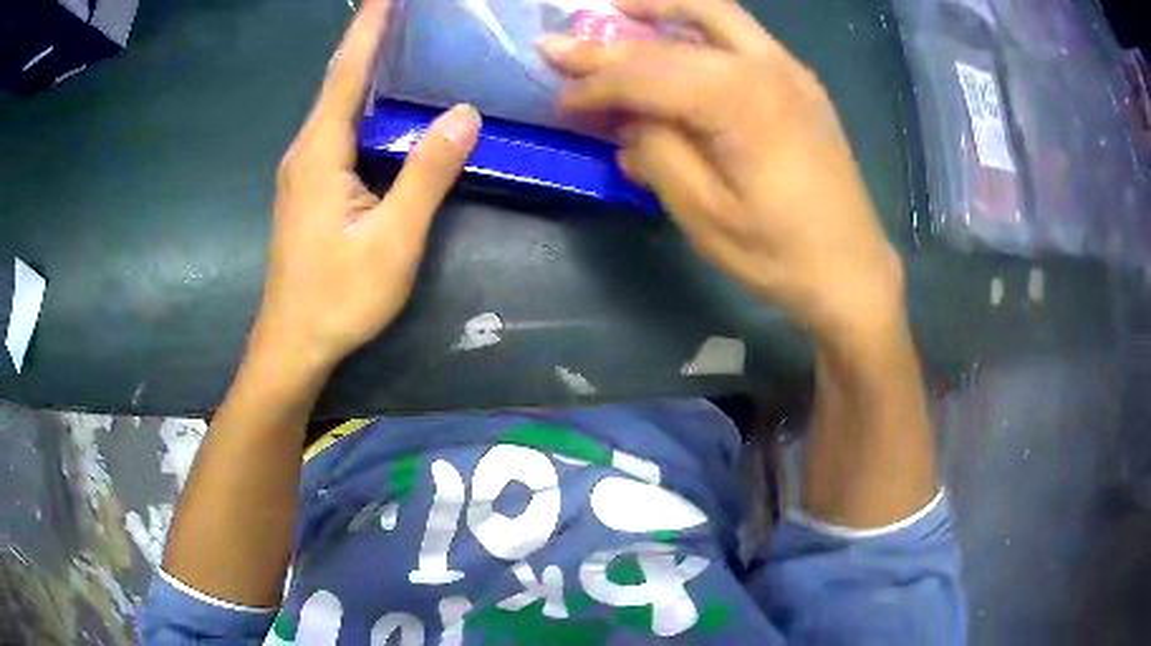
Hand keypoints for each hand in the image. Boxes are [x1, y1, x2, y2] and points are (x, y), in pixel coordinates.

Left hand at [254, 0, 480, 372]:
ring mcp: (305, 170)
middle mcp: (306, 150)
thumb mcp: (393, 239)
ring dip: (366, 66)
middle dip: (371, 37)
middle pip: (340, 79)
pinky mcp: (311, 188)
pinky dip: (362, 101)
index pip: (347, 70)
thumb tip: (464, 115)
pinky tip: (385, 100)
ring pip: (338, 104)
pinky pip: (339, 129)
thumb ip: (427, 173)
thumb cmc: (339, 296)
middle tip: (406, 9)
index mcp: (321, 151)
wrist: (293, 344)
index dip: (370, 25)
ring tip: (402, 39)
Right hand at [541, 0, 903, 342]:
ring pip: (715, 14)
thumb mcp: (705, 216)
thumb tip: (631, 122)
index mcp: (739, 102)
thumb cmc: (779, 253)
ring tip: (618, 10)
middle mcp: (765, 68)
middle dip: (610, 44)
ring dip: (661, 9)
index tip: (559, 99)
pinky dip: (699, 24)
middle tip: (561, 43)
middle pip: (672, 39)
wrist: (852, 269)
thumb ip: (659, 155)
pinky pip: (741, 34)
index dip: (595, 86)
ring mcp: (789, 70)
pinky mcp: (800, 83)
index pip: (646, 77)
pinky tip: (676, 33)